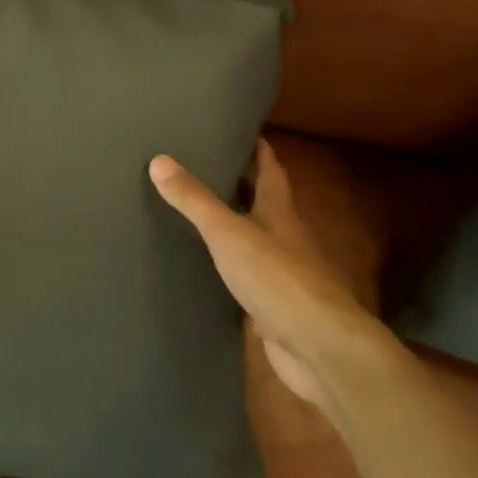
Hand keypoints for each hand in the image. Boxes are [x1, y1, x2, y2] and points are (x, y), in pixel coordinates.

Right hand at [150, 139, 386, 408]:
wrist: (319, 349)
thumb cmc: (279, 279)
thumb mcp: (229, 233)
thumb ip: (195, 199)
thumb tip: (159, 159)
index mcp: (279, 212)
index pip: (270, 169)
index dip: (257, 148)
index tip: (235, 128)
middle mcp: (283, 237)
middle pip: (260, 201)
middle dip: (236, 181)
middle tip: (198, 164)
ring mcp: (279, 273)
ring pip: (250, 237)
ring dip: (228, 223)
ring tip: (190, 208)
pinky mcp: (270, 304)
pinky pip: (242, 274)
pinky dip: (224, 264)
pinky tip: (200, 263)